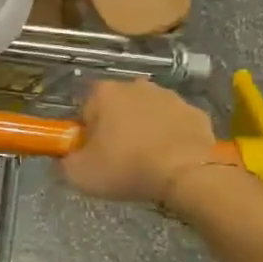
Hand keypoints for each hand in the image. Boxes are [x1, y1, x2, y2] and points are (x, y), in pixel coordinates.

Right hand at [61, 80, 240, 216]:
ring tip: (147, 161)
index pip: (86, 109)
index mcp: (104, 93)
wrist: (186, 175)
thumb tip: (67, 158)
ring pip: (149, 113)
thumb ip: (65, 162)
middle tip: (119, 159)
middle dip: (117, 127)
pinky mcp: (197, 113)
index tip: (94, 154)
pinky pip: (176, 124)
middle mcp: (136, 86)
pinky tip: (172, 159)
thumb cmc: (126, 168)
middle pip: (118, 107)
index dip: (87, 133)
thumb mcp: (80, 174)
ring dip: (146, 130)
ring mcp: (171, 97)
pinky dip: (173, 137)